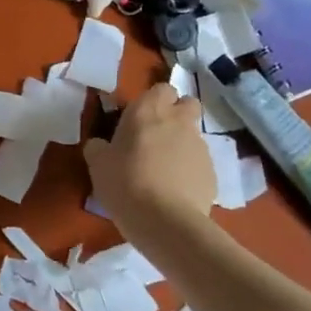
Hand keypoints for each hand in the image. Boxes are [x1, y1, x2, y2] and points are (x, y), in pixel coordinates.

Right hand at [84, 82, 214, 229]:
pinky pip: (200, 164)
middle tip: (157, 135)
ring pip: (194, 135)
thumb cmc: (125, 183)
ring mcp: (199, 146)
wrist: (165, 221)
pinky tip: (176, 191)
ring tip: (164, 170)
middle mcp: (178, 121)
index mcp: (148, 111)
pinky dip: (190, 171)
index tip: (140, 118)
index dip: (154, 100)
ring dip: (182, 144)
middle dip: (177, 113)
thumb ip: (98, 148)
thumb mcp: (97, 164)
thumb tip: (99, 145)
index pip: (161, 88)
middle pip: (187, 103)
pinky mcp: (212, 173)